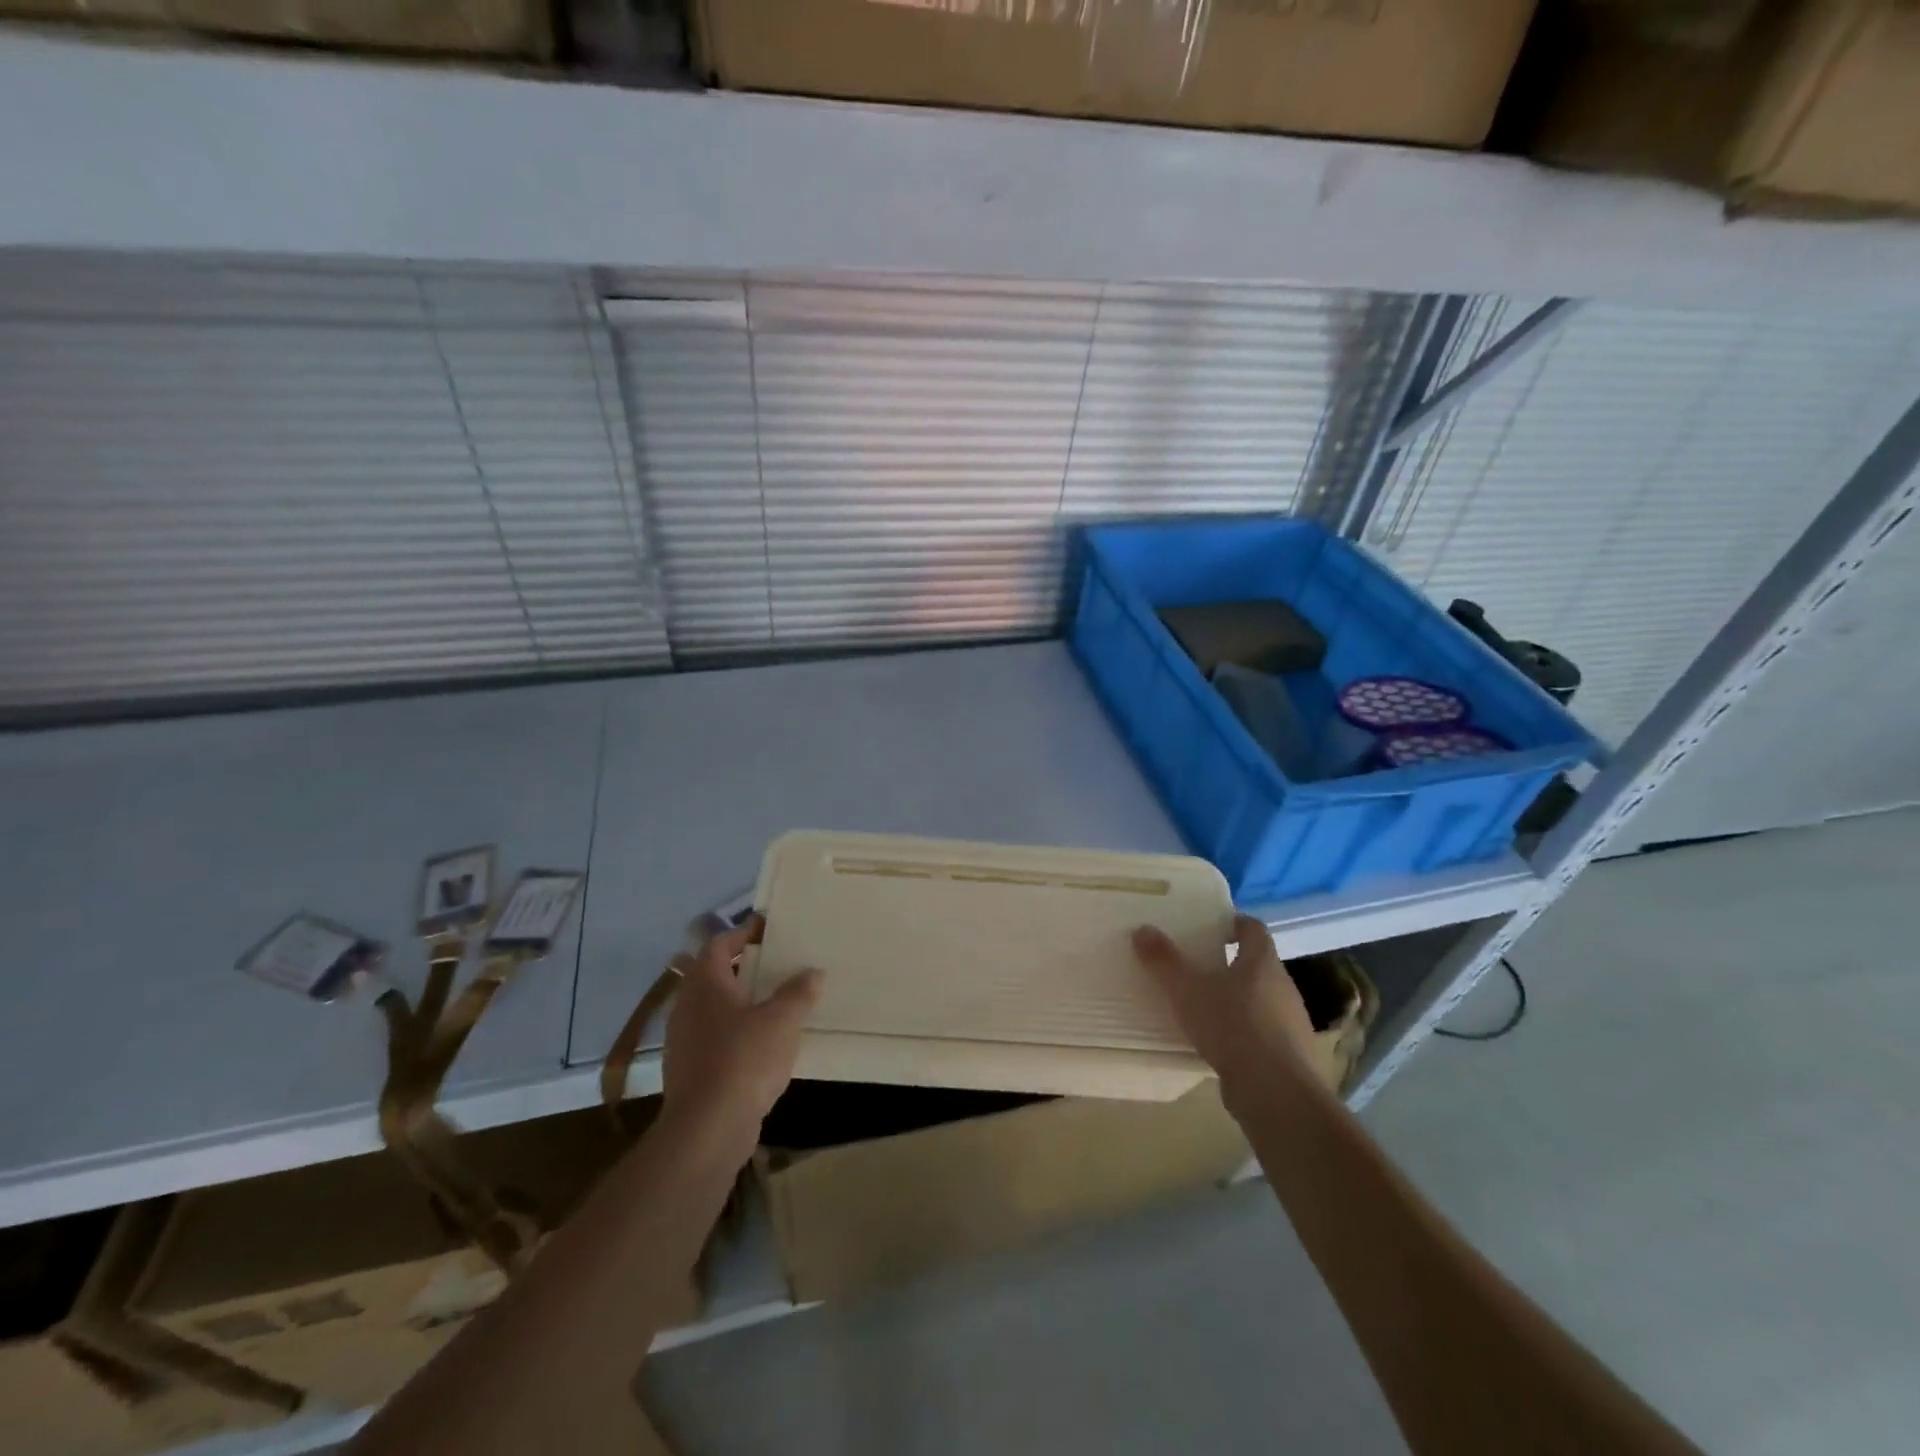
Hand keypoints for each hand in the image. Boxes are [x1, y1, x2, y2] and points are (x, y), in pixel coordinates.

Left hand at [661, 915, 823, 1158]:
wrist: (707, 1131)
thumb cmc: (743, 1060)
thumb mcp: (782, 1020)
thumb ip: (799, 992)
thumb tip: (813, 972)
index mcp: (705, 984)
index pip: (719, 944)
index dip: (743, 932)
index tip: (768, 928)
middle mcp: (688, 1006)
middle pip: (714, 975)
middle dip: (744, 968)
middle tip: (778, 963)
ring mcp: (684, 1041)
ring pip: (714, 1009)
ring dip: (741, 1003)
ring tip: (776, 1003)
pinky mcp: (689, 1071)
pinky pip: (715, 1038)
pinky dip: (736, 1033)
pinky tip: (763, 1044)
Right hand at [1132, 916, 1318, 1107]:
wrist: (1276, 1093)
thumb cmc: (1232, 1026)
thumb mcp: (1187, 990)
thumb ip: (1164, 960)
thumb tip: (1142, 929)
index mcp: (1262, 961)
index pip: (1253, 928)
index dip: (1232, 923)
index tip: (1210, 926)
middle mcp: (1282, 986)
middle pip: (1256, 964)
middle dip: (1227, 963)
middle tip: (1195, 966)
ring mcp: (1290, 1022)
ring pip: (1259, 1000)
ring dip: (1235, 1000)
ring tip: (1202, 1007)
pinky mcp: (1289, 1055)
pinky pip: (1262, 1033)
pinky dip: (1242, 1032)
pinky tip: (1218, 1045)